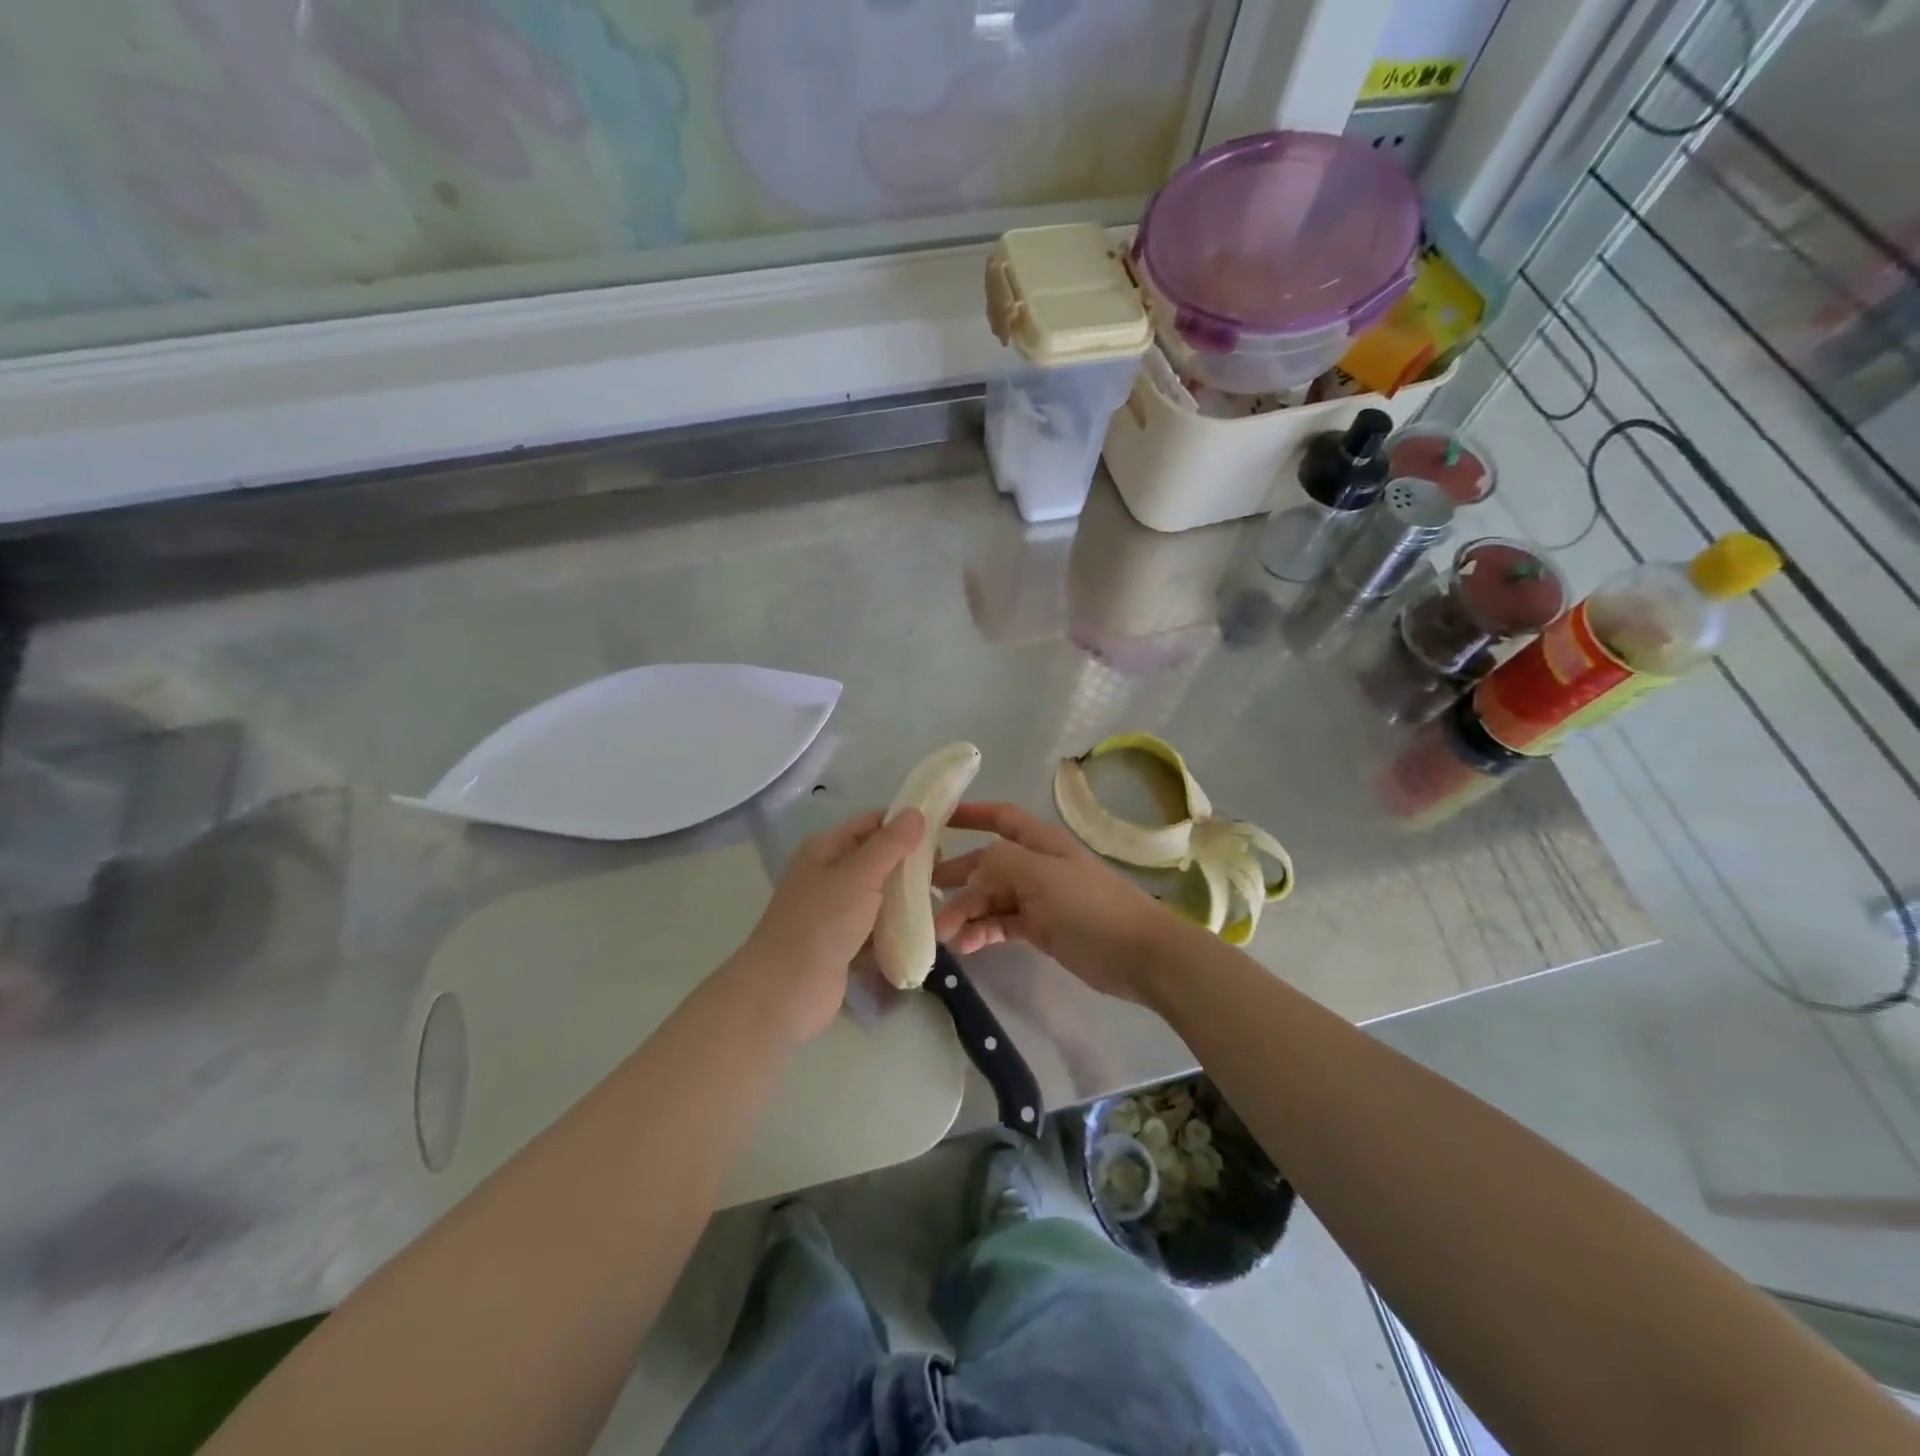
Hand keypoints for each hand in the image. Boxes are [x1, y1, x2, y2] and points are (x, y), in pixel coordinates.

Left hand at [733, 808, 924, 1043]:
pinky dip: (897, 926)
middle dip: (911, 865)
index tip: (943, 836)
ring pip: (880, 894)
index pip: (872, 824)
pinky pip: (877, 925)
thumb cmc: (821, 923)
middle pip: (879, 859)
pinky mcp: (844, 941)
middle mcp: (829, 873)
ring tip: (942, 903)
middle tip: (946, 875)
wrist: (785, 991)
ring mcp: (835, 909)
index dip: (905, 826)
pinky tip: (924, 930)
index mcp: (826, 848)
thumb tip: (916, 811)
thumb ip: (890, 844)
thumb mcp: (859, 875)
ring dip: (907, 898)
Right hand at [931, 801, 1174, 1004]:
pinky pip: (1002, 924)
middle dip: (957, 877)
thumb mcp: (1043, 876)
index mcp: (1040, 843)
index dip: (969, 813)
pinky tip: (967, 946)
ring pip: (990, 898)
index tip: (935, 819)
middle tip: (924, 895)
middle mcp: (1036, 866)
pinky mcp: (1040, 929)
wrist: (1139, 954)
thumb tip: (972, 866)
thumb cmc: (1092, 906)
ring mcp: (1038, 899)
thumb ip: (1002, 862)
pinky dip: (982, 932)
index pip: (1000, 817)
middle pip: (987, 864)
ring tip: (943, 934)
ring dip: (966, 912)